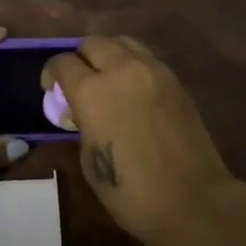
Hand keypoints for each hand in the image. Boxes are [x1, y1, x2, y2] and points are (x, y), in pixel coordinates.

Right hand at [43, 37, 233, 245]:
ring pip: (122, 43)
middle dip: (80, 59)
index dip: (52, 74)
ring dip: (108, 55)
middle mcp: (121, 69)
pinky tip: (133, 91)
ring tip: (107, 80)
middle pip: (93, 43)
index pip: (63, 63)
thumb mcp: (89, 159)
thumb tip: (83, 112)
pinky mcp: (175, 80)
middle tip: (79, 83)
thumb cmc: (131, 191)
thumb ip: (82, 123)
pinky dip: (132, 66)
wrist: (193, 201)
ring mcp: (153, 71)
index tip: (52, 90)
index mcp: (92, 91)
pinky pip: (146, 59)